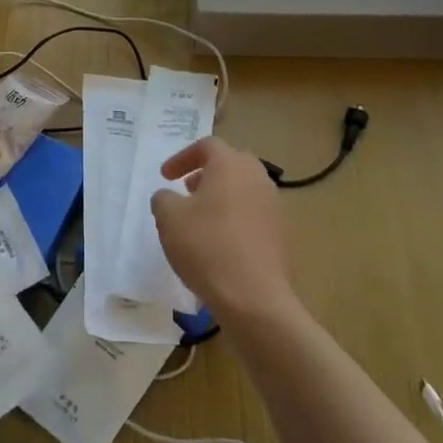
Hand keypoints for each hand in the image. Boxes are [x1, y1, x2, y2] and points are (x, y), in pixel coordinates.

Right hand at [151, 137, 298, 327]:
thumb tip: (168, 197)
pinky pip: (253, 213)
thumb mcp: (169, 218)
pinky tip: (219, 241)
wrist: (254, 297)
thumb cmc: (207, 247)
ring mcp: (273, 205)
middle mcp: (257, 177)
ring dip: (221, 195)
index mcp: (231, 165)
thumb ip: (163, 199)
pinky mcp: (280, 233)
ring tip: (201, 218)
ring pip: (243, 188)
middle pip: (230, 163)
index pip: (207, 146)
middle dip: (206, 173)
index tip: (165, 176)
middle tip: (187, 190)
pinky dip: (234, 216)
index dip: (182, 157)